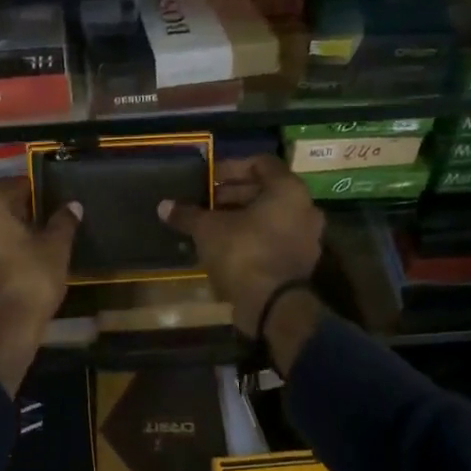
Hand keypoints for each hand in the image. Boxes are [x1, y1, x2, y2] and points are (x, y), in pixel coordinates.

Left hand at [0, 181, 79, 394]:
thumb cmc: (28, 280)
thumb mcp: (54, 248)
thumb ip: (62, 222)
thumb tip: (73, 206)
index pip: (14, 186)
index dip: (35, 197)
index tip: (49, 209)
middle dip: (13, 213)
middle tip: (39, 228)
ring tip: (25, 247)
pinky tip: (6, 264)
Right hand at [158, 154, 323, 336]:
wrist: (272, 306)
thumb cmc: (243, 253)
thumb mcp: (208, 230)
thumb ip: (188, 214)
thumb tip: (164, 206)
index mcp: (288, 189)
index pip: (260, 163)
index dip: (231, 168)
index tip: (207, 179)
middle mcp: (305, 208)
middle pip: (266, 190)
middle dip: (233, 194)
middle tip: (205, 202)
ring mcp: (306, 237)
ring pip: (270, 217)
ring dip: (241, 217)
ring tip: (211, 224)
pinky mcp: (300, 262)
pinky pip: (273, 238)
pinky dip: (252, 237)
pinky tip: (225, 246)